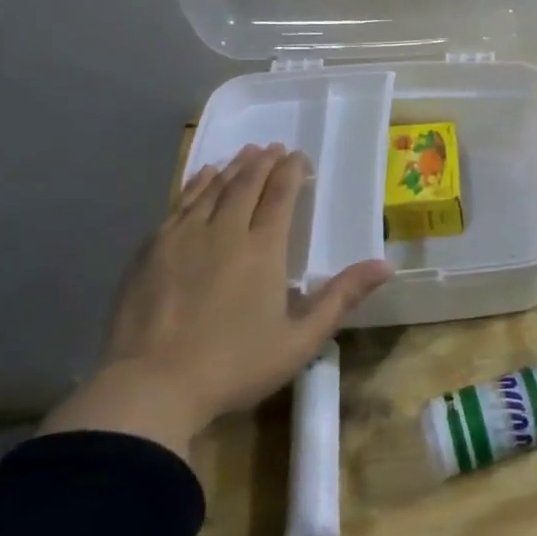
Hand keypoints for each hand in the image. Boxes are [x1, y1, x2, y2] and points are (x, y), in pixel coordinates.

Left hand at [41, 144, 393, 456]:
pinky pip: (180, 203)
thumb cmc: (234, 365)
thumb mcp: (301, 340)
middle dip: (264, 162)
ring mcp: (184, 237)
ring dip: (234, 167)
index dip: (292, 172)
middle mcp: (225, 231)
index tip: (300, 157)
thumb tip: (386, 265)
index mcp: (263, 249)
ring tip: (246, 153)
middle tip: (275, 148)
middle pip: (247, 184)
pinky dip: (197, 184)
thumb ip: (342, 297)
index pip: (281, 195)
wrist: (150, 387)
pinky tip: (203, 176)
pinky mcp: (152, 250)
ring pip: (214, 188)